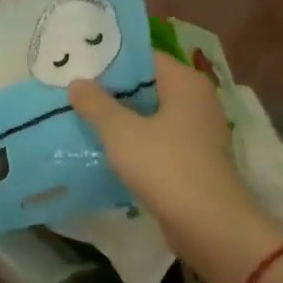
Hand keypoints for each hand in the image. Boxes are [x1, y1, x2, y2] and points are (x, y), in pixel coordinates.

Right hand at [69, 53, 282, 277]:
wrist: (208, 225)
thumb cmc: (165, 166)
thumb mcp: (120, 132)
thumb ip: (96, 104)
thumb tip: (77, 83)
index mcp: (186, 83)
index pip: (144, 58)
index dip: (110, 61)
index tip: (78, 66)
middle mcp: (197, 101)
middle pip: (148, 86)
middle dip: (112, 91)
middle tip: (74, 92)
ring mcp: (199, 132)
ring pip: (152, 116)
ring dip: (122, 119)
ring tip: (83, 119)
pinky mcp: (195, 161)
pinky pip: (159, 141)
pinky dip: (135, 142)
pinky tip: (107, 150)